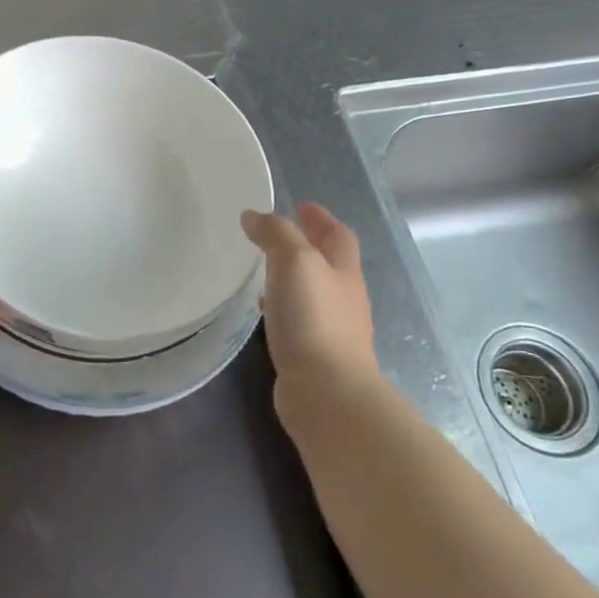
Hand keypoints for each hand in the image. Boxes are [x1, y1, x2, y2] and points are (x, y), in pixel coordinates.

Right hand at [242, 202, 378, 400]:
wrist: (326, 391)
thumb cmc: (313, 318)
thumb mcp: (294, 261)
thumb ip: (275, 234)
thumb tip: (254, 216)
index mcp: (344, 271)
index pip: (338, 235)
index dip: (321, 218)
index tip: (301, 205)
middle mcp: (344, 298)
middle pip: (330, 263)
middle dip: (308, 246)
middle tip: (277, 235)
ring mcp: (333, 330)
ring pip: (313, 292)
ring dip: (294, 278)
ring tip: (265, 270)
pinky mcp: (315, 356)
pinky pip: (299, 320)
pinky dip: (284, 307)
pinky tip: (265, 312)